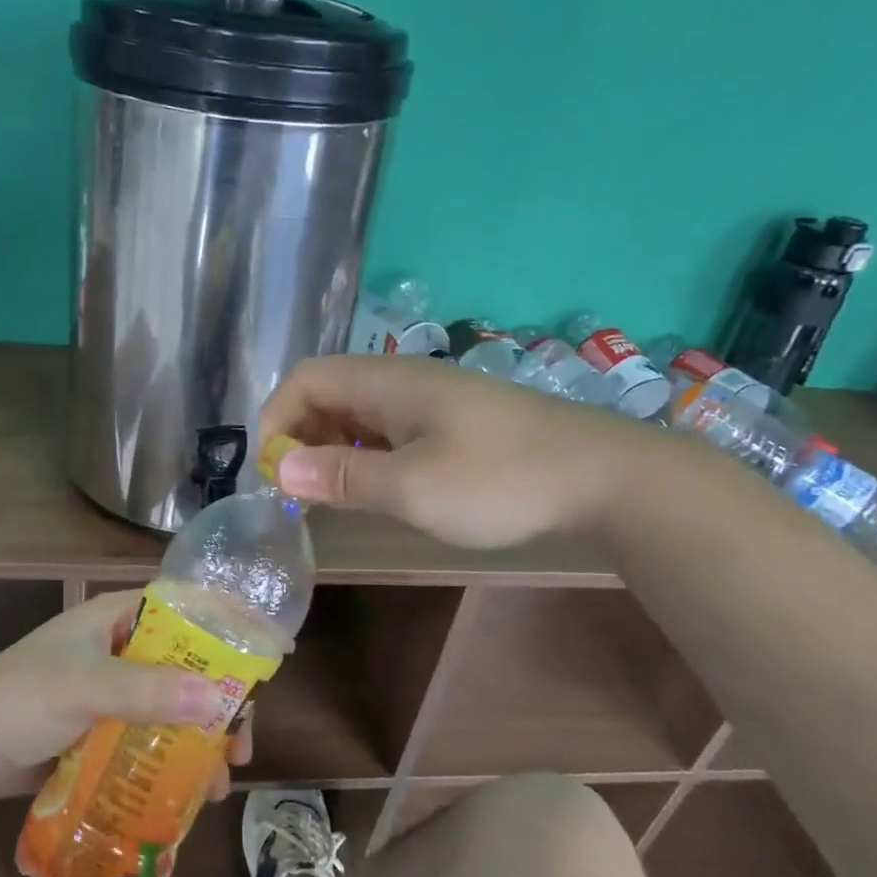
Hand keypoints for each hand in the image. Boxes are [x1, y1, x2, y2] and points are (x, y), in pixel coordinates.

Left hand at [0, 591, 255, 801]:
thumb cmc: (20, 698)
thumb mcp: (85, 687)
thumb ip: (148, 692)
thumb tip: (218, 702)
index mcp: (115, 619)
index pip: (184, 612)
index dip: (226, 628)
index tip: (268, 656)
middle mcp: (118, 650)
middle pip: (184, 667)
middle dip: (217, 704)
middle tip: (240, 742)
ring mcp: (109, 693)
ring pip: (170, 709)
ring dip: (198, 740)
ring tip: (220, 779)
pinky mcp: (98, 731)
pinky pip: (147, 739)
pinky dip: (170, 760)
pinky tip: (190, 792)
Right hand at [259, 355, 657, 547]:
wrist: (603, 477)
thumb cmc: (500, 480)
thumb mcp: (412, 489)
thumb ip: (342, 478)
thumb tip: (280, 471)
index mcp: (386, 383)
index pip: (306, 380)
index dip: (276, 420)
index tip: (273, 473)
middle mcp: (402, 382)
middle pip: (328, 394)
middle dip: (300, 437)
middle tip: (298, 492)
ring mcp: (430, 402)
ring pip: (358, 415)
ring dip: (331, 450)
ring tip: (328, 497)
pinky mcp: (451, 424)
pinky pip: (387, 431)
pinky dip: (364, 456)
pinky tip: (374, 489)